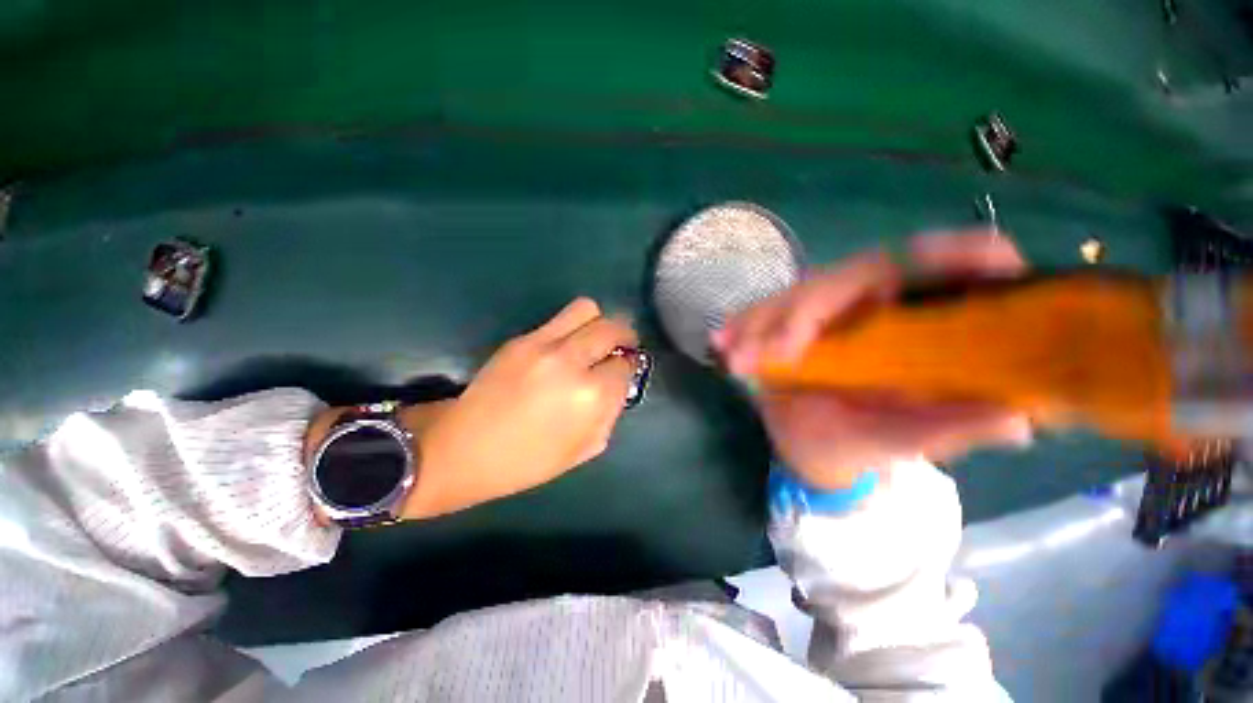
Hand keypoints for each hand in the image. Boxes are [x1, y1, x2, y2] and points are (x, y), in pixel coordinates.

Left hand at [405, 298, 637, 517]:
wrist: (464, 448)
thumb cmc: (528, 460)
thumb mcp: (586, 448)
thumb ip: (611, 412)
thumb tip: (619, 383)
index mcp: (591, 396)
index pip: (625, 365)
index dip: (628, 368)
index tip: (622, 372)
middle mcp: (571, 361)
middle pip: (612, 327)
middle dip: (624, 336)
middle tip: (619, 348)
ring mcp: (543, 344)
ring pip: (587, 309)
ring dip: (599, 323)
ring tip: (593, 340)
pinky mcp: (521, 338)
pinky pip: (559, 319)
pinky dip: (572, 328)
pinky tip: (564, 348)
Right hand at [713, 229, 1033, 489]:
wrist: (809, 445)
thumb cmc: (861, 444)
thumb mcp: (907, 440)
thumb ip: (954, 428)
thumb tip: (1023, 418)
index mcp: (917, 323)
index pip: (946, 267)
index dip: (947, 252)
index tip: (922, 257)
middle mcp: (874, 304)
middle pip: (850, 278)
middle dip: (809, 312)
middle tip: (777, 352)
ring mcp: (827, 310)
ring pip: (798, 294)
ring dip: (765, 320)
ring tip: (737, 354)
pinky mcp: (792, 319)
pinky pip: (766, 312)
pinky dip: (744, 325)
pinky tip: (723, 339)